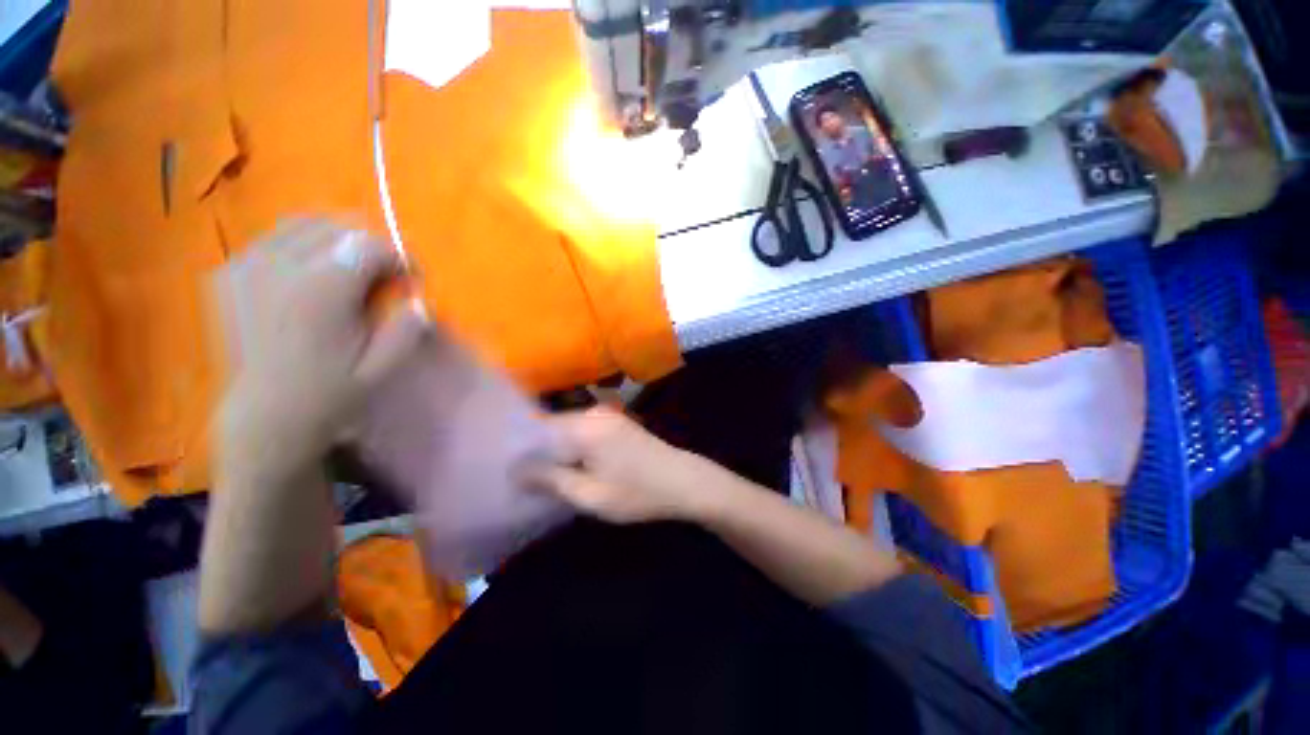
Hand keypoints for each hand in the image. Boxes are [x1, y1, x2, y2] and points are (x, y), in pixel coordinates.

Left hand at [214, 219, 429, 474]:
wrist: (264, 415)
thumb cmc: (329, 393)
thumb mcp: (382, 368)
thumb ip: (406, 329)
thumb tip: (419, 301)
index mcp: (321, 290)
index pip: (369, 245)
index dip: (398, 257)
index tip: (410, 278)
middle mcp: (280, 267)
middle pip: (336, 226)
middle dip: (369, 245)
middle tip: (383, 275)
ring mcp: (247, 266)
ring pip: (302, 224)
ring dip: (335, 240)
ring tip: (348, 269)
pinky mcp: (229, 273)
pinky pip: (272, 238)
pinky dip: (300, 245)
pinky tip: (309, 273)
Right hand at [526, 407, 721, 523]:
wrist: (684, 482)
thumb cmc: (638, 492)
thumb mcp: (590, 495)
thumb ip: (550, 479)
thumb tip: (516, 469)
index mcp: (584, 426)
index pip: (536, 428)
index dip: (518, 449)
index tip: (503, 469)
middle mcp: (593, 413)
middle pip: (551, 427)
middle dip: (535, 450)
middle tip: (518, 477)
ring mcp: (607, 415)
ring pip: (566, 430)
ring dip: (553, 450)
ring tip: (538, 475)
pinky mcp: (616, 423)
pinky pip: (582, 431)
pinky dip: (571, 447)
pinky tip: (567, 466)